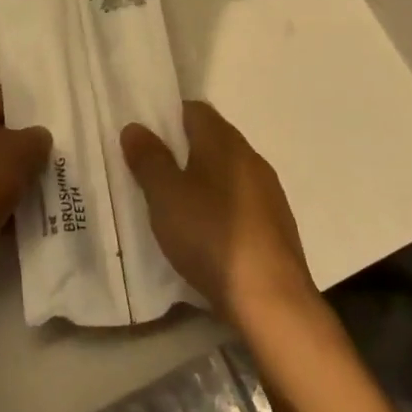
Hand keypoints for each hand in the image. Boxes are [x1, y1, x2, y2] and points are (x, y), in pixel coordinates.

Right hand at [122, 102, 314, 327]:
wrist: (272, 301)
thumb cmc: (211, 235)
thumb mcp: (165, 196)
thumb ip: (149, 159)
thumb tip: (135, 127)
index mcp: (224, 142)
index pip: (195, 110)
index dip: (168, 116)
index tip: (145, 136)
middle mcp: (251, 158)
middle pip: (212, 140)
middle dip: (182, 150)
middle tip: (151, 171)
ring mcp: (268, 193)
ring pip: (227, 173)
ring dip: (202, 181)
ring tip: (174, 204)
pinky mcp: (276, 227)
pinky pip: (240, 203)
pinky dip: (220, 208)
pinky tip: (205, 233)